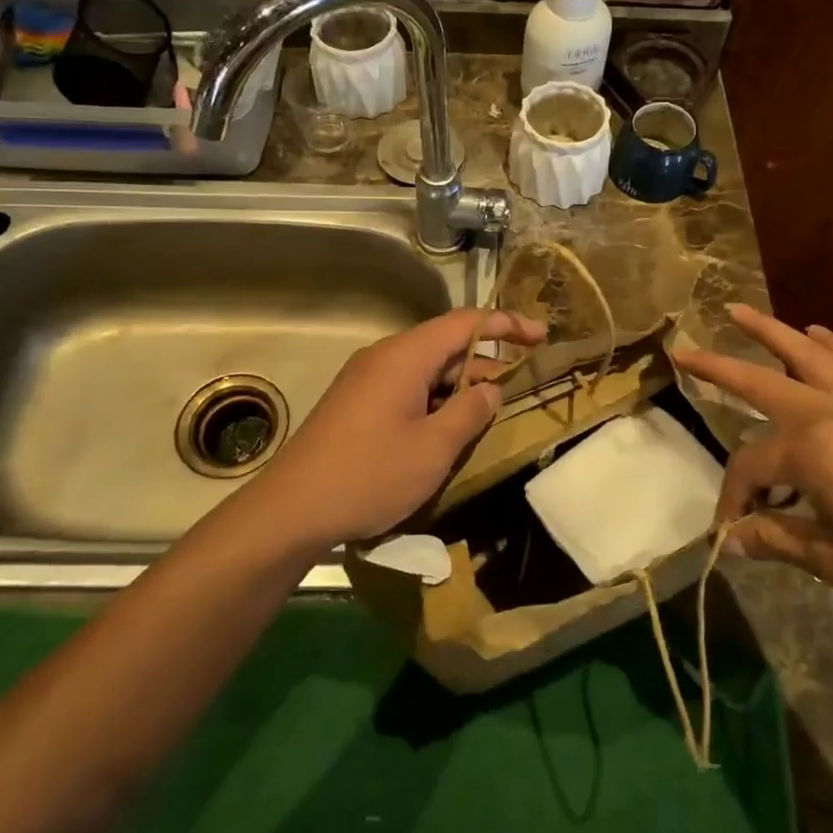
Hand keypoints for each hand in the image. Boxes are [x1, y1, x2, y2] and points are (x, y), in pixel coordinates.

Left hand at [256, 307, 546, 547]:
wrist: (291, 511)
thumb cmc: (369, 475)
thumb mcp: (433, 449)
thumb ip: (469, 412)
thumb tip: (491, 388)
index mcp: (405, 356)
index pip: (465, 322)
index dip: (506, 325)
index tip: (541, 336)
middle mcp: (384, 357)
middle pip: (445, 343)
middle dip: (485, 360)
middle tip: (521, 384)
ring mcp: (365, 379)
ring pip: (426, 368)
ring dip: (460, 384)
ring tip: (491, 411)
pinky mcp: (355, 403)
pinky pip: (406, 387)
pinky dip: (435, 398)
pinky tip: (448, 427)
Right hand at [674, 305, 832, 630]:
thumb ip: (777, 538)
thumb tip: (729, 540)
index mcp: (813, 451)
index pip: (751, 467)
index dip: (733, 497)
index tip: (729, 529)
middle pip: (762, 381)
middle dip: (718, 367)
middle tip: (683, 349)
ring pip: (810, 353)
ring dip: (771, 331)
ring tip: (739, 311)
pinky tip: (819, 332)